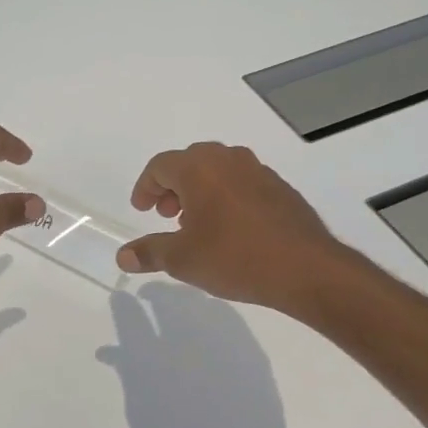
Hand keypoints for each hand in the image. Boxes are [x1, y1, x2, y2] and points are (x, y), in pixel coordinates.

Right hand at [115, 142, 347, 312]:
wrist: (305, 268)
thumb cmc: (235, 258)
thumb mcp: (183, 260)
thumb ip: (150, 252)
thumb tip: (123, 255)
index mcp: (199, 168)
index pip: (161, 166)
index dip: (146, 187)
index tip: (142, 209)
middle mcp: (228, 160)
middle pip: (190, 162)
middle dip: (172, 187)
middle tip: (166, 215)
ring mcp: (258, 171)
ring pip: (218, 170)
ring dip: (200, 191)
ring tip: (196, 224)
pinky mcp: (280, 188)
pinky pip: (242, 183)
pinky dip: (226, 197)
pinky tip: (230, 229)